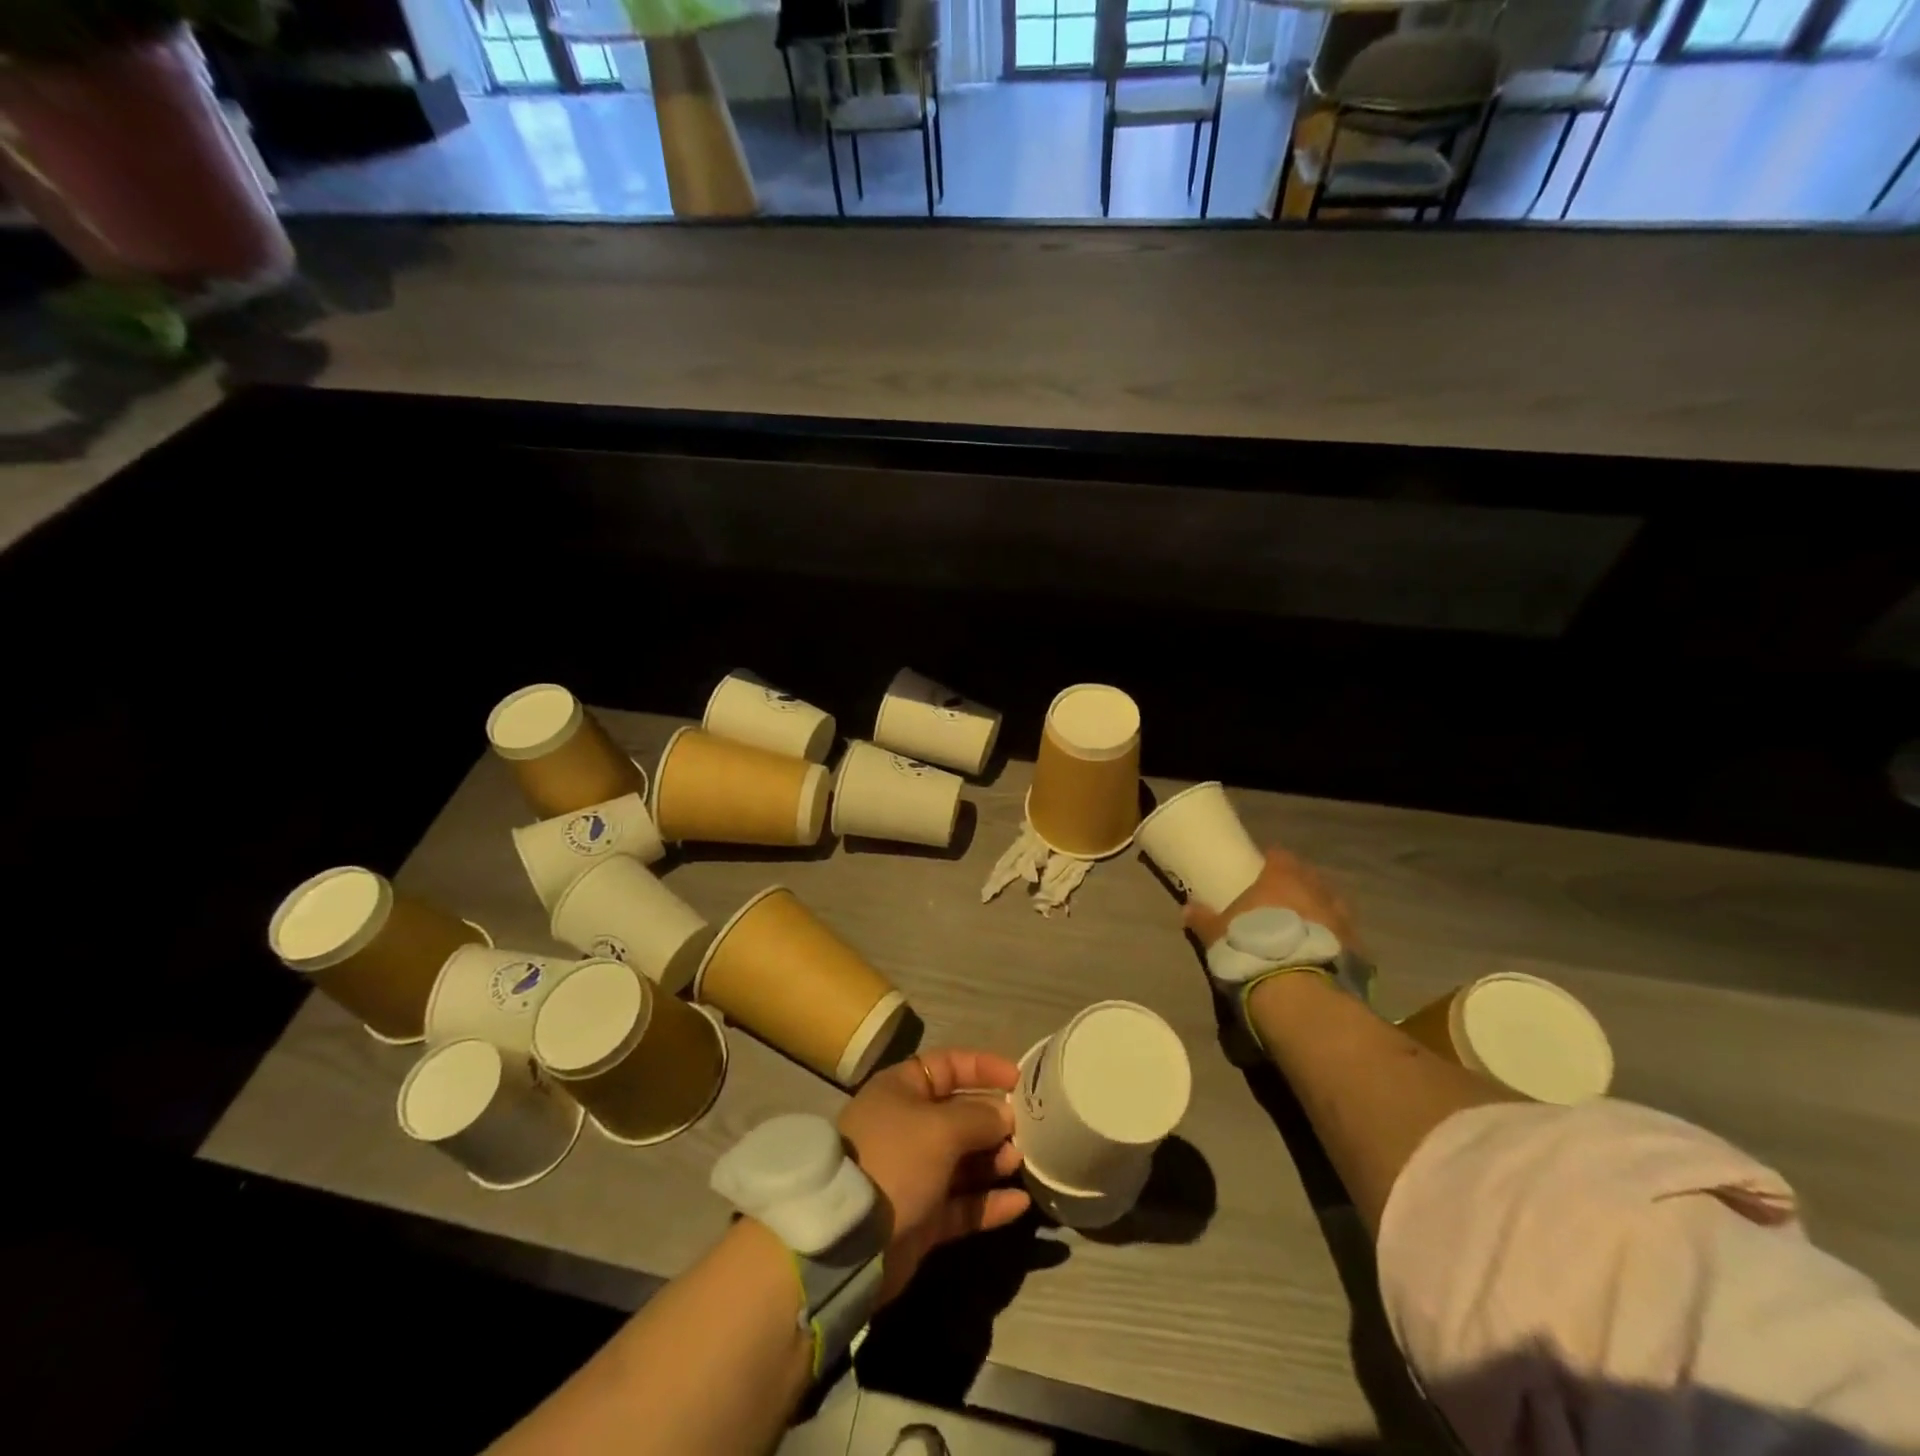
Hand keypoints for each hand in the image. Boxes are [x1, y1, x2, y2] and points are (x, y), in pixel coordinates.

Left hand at [838, 1048, 1030, 1304]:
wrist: (849, 1238)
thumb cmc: (895, 1159)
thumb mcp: (940, 1127)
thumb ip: (979, 1117)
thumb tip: (1005, 1115)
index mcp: (902, 1090)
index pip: (949, 1065)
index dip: (983, 1068)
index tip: (1019, 1079)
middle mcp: (908, 1126)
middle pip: (960, 1115)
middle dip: (994, 1120)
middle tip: (1027, 1129)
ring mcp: (915, 1173)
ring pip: (964, 1160)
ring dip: (995, 1160)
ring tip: (1021, 1162)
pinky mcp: (922, 1217)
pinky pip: (963, 1204)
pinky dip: (990, 1202)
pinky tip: (1020, 1203)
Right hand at [1183, 847, 1359, 952]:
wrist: (1298, 993)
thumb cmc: (1251, 949)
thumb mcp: (1217, 935)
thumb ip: (1203, 920)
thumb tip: (1187, 908)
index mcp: (1281, 879)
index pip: (1280, 856)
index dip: (1273, 860)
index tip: (1264, 868)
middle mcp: (1316, 891)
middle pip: (1310, 877)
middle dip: (1300, 884)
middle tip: (1285, 898)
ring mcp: (1341, 919)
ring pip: (1333, 904)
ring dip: (1321, 910)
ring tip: (1306, 926)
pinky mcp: (1358, 948)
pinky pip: (1345, 936)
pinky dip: (1335, 940)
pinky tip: (1324, 952)